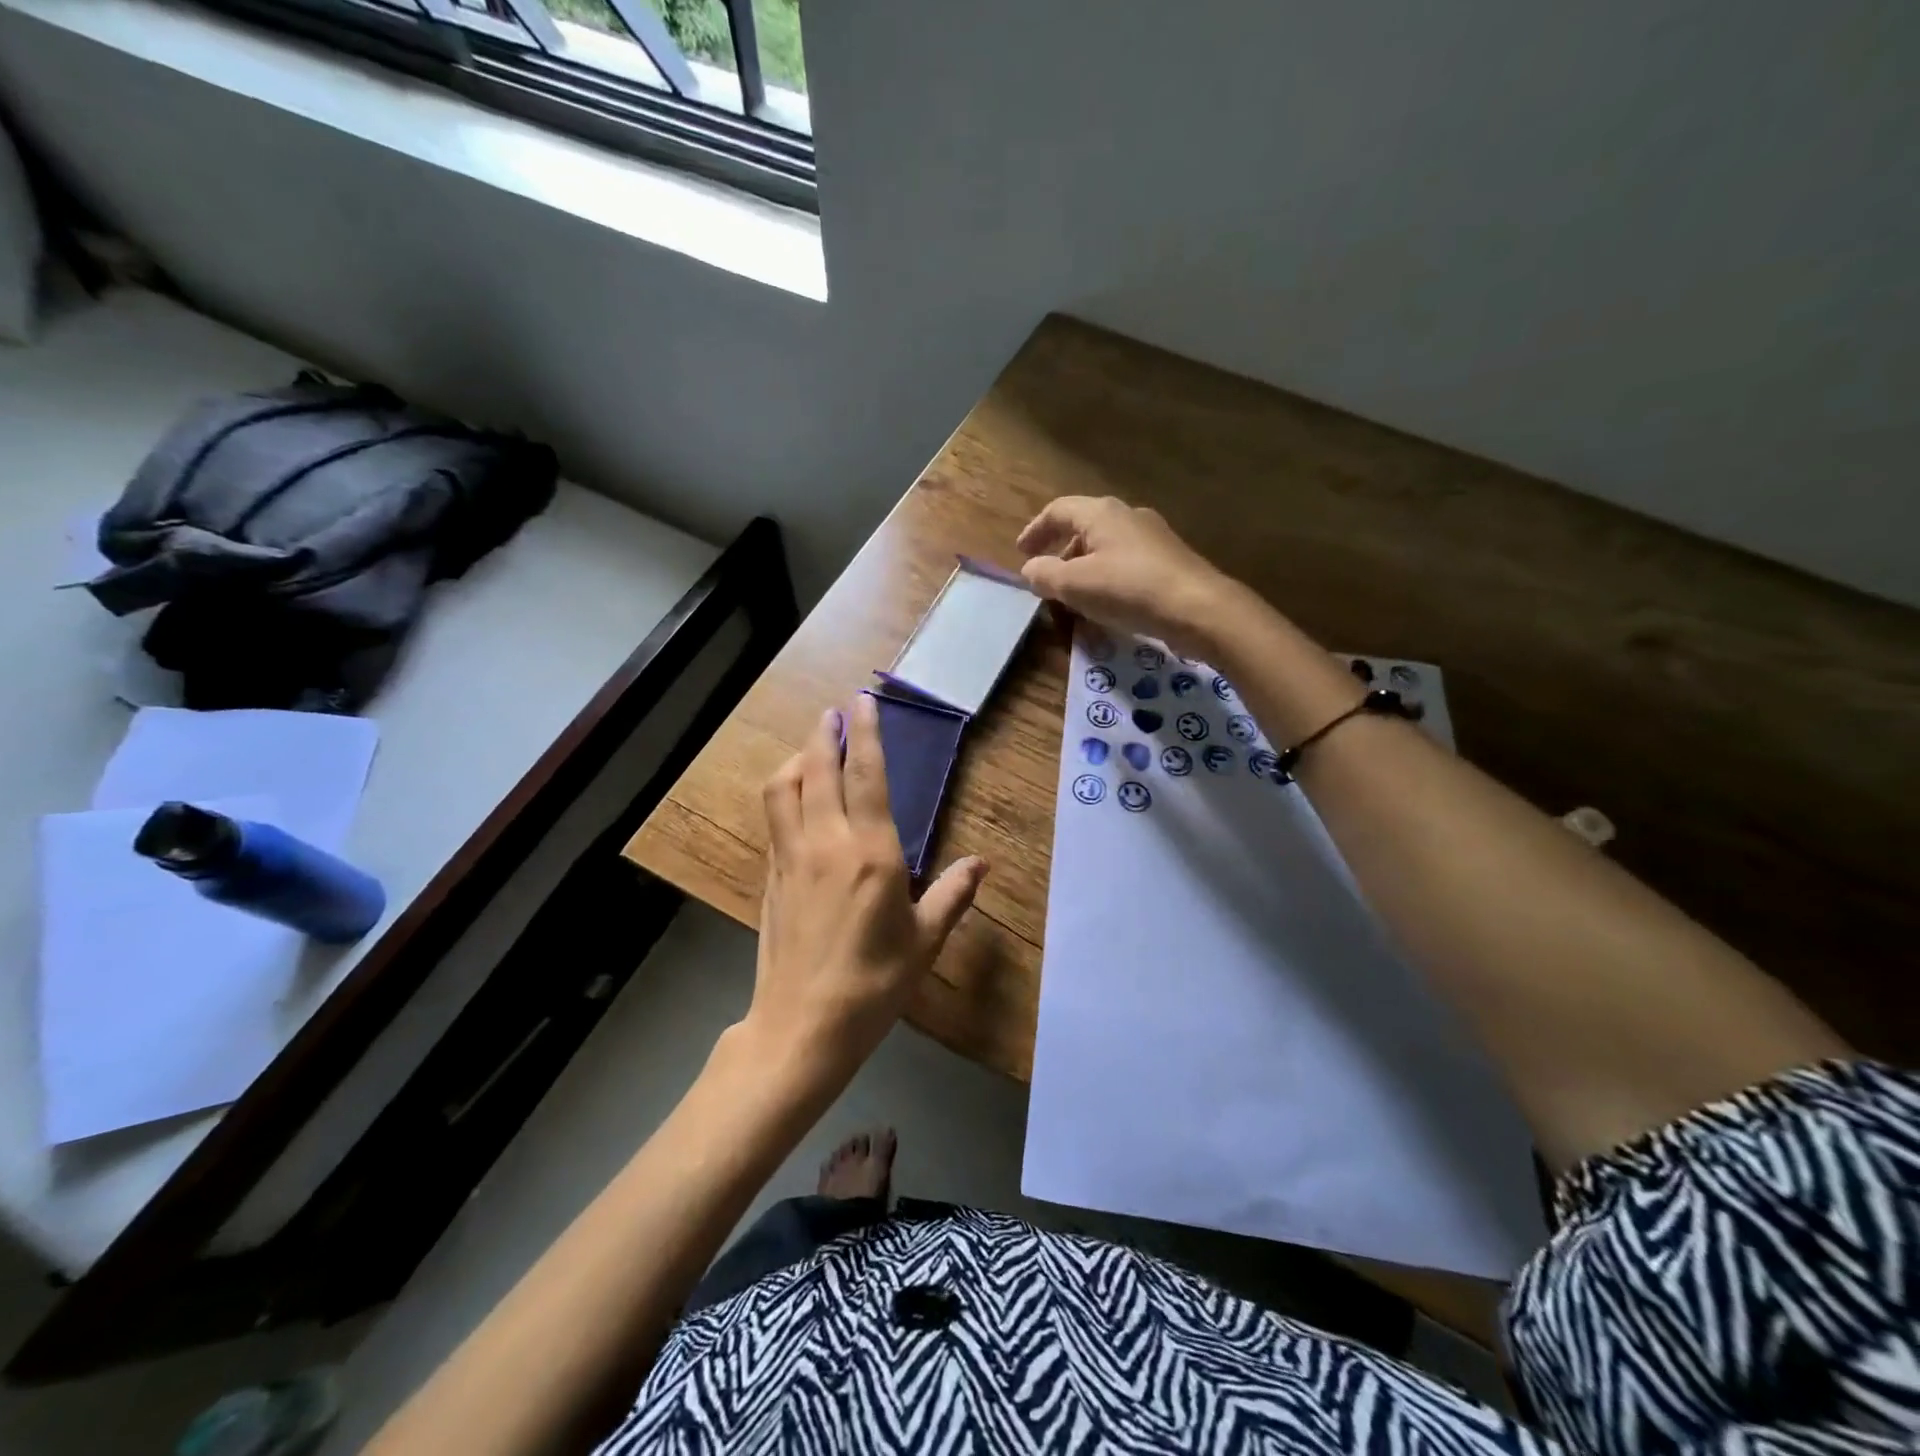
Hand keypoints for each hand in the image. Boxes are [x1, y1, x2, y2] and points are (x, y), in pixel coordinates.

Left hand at [749, 694, 987, 1076]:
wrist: (803, 1026)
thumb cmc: (874, 983)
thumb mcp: (925, 941)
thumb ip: (953, 895)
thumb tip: (980, 863)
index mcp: (870, 853)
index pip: (865, 776)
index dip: (865, 733)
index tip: (863, 702)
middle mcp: (825, 843)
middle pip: (817, 770)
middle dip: (825, 733)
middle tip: (835, 711)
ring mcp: (791, 858)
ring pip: (783, 789)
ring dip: (797, 759)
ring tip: (813, 749)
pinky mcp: (771, 877)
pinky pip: (775, 819)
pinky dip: (785, 794)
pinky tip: (796, 800)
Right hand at [1016, 496, 1241, 659]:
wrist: (1198, 609)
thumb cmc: (1129, 590)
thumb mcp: (1075, 585)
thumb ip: (1045, 575)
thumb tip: (1030, 570)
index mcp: (1101, 513)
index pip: (1058, 510)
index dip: (1035, 531)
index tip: (1021, 554)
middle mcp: (1128, 516)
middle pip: (1083, 528)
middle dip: (1060, 553)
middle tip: (1047, 579)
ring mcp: (1152, 538)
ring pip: (1106, 548)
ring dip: (1083, 569)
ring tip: (1074, 598)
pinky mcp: (1168, 562)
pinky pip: (1126, 564)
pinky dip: (1106, 579)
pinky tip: (1107, 605)